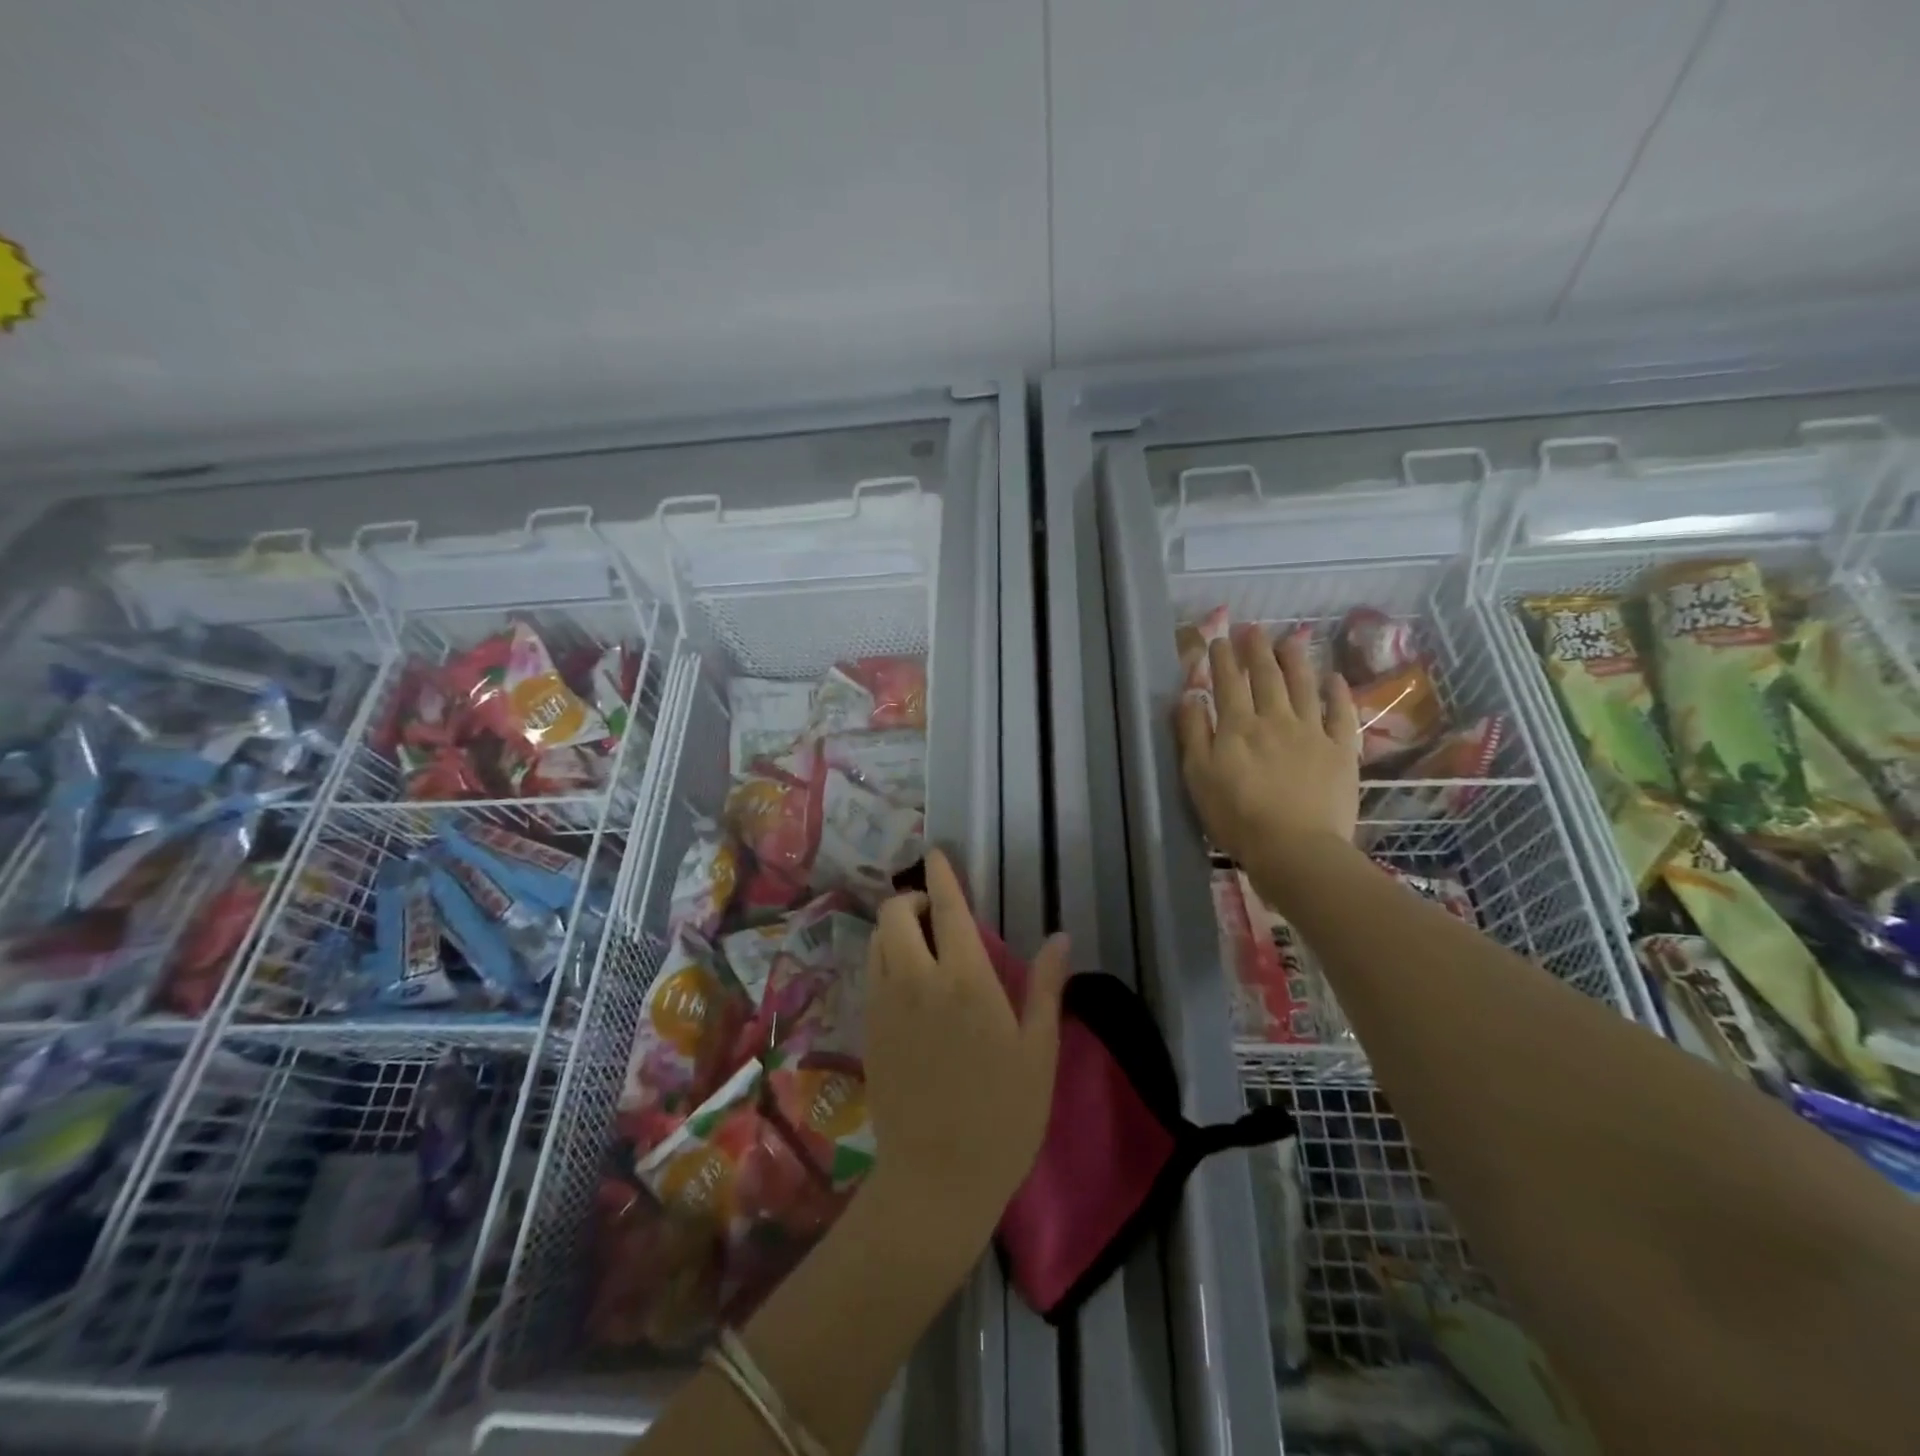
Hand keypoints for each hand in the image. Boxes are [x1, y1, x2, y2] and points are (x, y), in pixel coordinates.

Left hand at [863, 849, 1070, 1251]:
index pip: (948, 910)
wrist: (937, 1180)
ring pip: (877, 941)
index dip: (942, 877)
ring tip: (922, 943)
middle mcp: (917, 982)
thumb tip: (1060, 937)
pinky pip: (871, 974)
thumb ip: (1045, 988)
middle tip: (937, 914)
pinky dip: (885, 957)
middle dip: (913, 900)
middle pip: (896, 915)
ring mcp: (885, 1006)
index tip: (936, 854)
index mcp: (965, 982)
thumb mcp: (1038, 1052)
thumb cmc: (1003, 1116)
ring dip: (895, 928)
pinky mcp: (869, 1031)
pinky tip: (908, 981)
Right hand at [1177, 623, 1359, 865]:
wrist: (1295, 847)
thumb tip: (1190, 697)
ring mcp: (1311, 733)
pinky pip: (1341, 714)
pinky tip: (1334, 678)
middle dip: (1257, 650)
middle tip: (1253, 628)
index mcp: (1237, 727)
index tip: (1219, 639)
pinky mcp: (1341, 751)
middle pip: (1266, 677)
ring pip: (1303, 686)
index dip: (1223, 659)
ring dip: (1295, 660)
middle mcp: (1275, 719)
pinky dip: (1337, 693)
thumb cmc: (1237, 817)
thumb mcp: (1198, 777)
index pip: (1228, 683)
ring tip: (1290, 639)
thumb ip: (1193, 734)